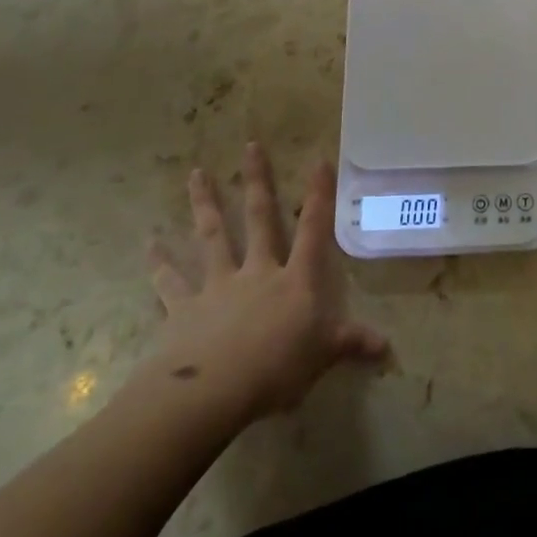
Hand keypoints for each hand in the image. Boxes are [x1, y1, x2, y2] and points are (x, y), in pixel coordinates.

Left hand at [142, 143, 387, 430]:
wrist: (213, 391)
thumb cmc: (276, 368)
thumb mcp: (323, 356)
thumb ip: (351, 343)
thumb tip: (387, 347)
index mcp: (294, 279)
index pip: (313, 229)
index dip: (318, 195)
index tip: (320, 160)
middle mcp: (257, 271)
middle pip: (258, 218)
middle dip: (257, 180)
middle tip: (250, 145)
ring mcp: (218, 286)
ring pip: (213, 236)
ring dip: (205, 204)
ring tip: (196, 174)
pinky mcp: (184, 308)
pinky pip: (170, 281)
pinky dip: (159, 263)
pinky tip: (149, 244)